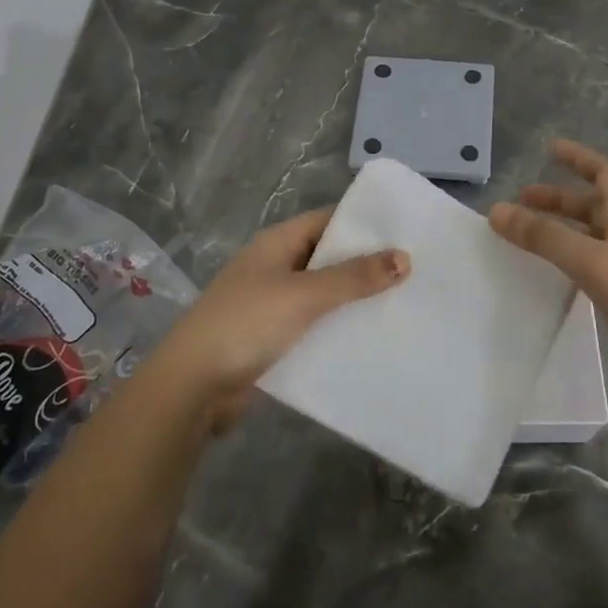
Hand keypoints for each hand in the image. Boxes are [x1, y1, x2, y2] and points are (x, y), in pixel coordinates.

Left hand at [151, 208, 408, 429]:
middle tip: (415, 271)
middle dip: (366, 264)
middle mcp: (274, 266)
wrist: (192, 387)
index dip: (364, 224)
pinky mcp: (272, 337)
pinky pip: (313, 325)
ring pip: (322, 294)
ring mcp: (271, 303)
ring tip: (403, 303)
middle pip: (327, 257)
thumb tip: (404, 257)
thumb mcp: (304, 295)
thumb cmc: (246, 324)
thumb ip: (354, 277)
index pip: (328, 220)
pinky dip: (337, 328)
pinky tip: (370, 338)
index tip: (406, 232)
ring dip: (353, 300)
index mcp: (277, 243)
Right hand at [491, 139, 607, 419]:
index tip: (549, 148)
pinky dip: (568, 268)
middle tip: (522, 203)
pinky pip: (591, 275)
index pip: (606, 176)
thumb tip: (497, 210)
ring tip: (527, 240)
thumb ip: (546, 238)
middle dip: (559, 200)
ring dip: (561, 234)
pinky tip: (550, 281)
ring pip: (591, 242)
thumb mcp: (595, 263)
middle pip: (595, 208)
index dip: (580, 158)